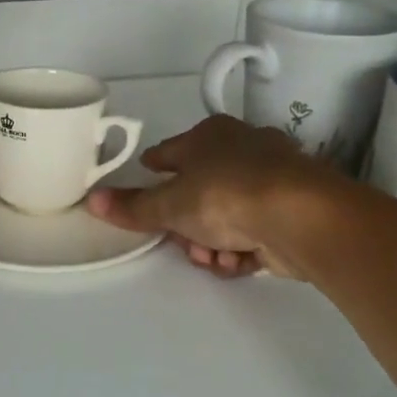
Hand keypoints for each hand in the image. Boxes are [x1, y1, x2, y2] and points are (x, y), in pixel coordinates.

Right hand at [86, 116, 351, 278]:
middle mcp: (242, 149)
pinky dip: (242, 248)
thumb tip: (92, 200)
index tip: (145, 183)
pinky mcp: (293, 210)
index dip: (154, 168)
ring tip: (215, 257)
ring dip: (213, 242)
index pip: (170, 152)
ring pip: (226, 215)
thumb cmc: (226, 195)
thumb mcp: (170, 204)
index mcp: (209, 136)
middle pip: (198, 190)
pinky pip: (254, 231)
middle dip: (186, 224)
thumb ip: (133, 207)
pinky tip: (238, 261)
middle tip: (183, 242)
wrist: (303, 217)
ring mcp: (272, 179)